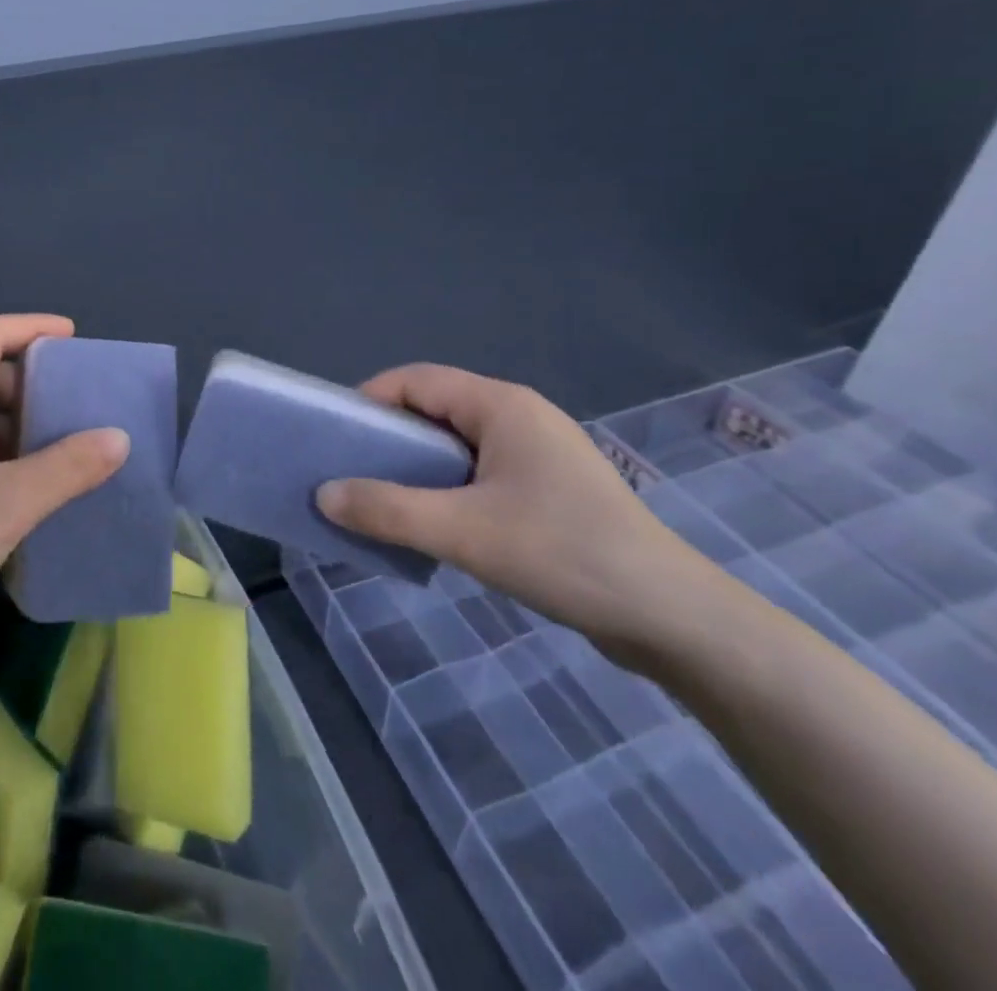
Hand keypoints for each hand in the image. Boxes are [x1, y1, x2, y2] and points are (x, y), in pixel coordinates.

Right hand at [316, 364, 709, 656]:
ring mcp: (539, 452)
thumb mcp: (463, 532)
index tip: (334, 438)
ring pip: (456, 443)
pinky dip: (446, 487)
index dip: (369, 400)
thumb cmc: (564, 554)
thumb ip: (387, 510)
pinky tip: (434, 523)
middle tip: (351, 473)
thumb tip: (324, 494)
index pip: (416, 380)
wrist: (672, 617)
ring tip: (383, 500)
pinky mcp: (549, 487)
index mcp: (502, 405)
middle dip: (388, 436)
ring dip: (416, 466)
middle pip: (434, 407)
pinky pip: (479, 470)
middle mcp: (520, 416)